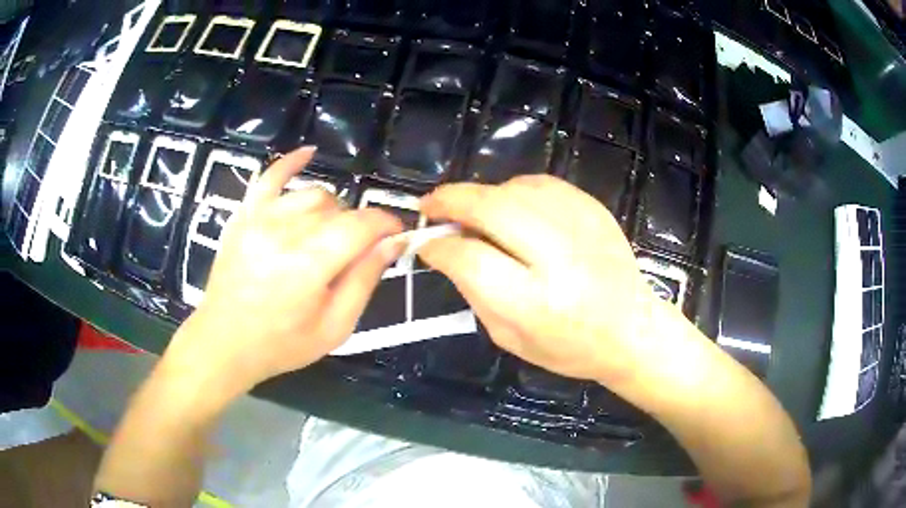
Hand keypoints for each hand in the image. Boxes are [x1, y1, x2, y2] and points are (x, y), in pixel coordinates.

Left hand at [165, 147, 403, 394]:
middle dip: (357, 227)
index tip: (397, 234)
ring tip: (328, 234)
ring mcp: (261, 218)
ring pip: (312, 194)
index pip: (362, 225)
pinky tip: (308, 153)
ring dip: (331, 209)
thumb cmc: (282, 343)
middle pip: (338, 209)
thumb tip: (393, 244)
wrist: (225, 343)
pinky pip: (269, 177)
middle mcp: (285, 231)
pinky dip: (290, 162)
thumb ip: (364, 281)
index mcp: (310, 264)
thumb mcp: (335, 327)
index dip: (387, 224)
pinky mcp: (244, 216)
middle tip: (355, 253)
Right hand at [419, 175, 661, 383]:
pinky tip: (510, 207)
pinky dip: (513, 190)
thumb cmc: (568, 346)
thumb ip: (473, 291)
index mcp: (535, 303)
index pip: (470, 259)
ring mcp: (581, 226)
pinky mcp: (593, 208)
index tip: (424, 243)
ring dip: (482, 194)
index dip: (438, 246)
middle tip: (431, 204)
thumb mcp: (509, 337)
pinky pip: (539, 184)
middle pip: (491, 208)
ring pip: (513, 188)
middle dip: (451, 200)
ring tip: (472, 212)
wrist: (631, 329)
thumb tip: (447, 248)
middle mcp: (559, 258)